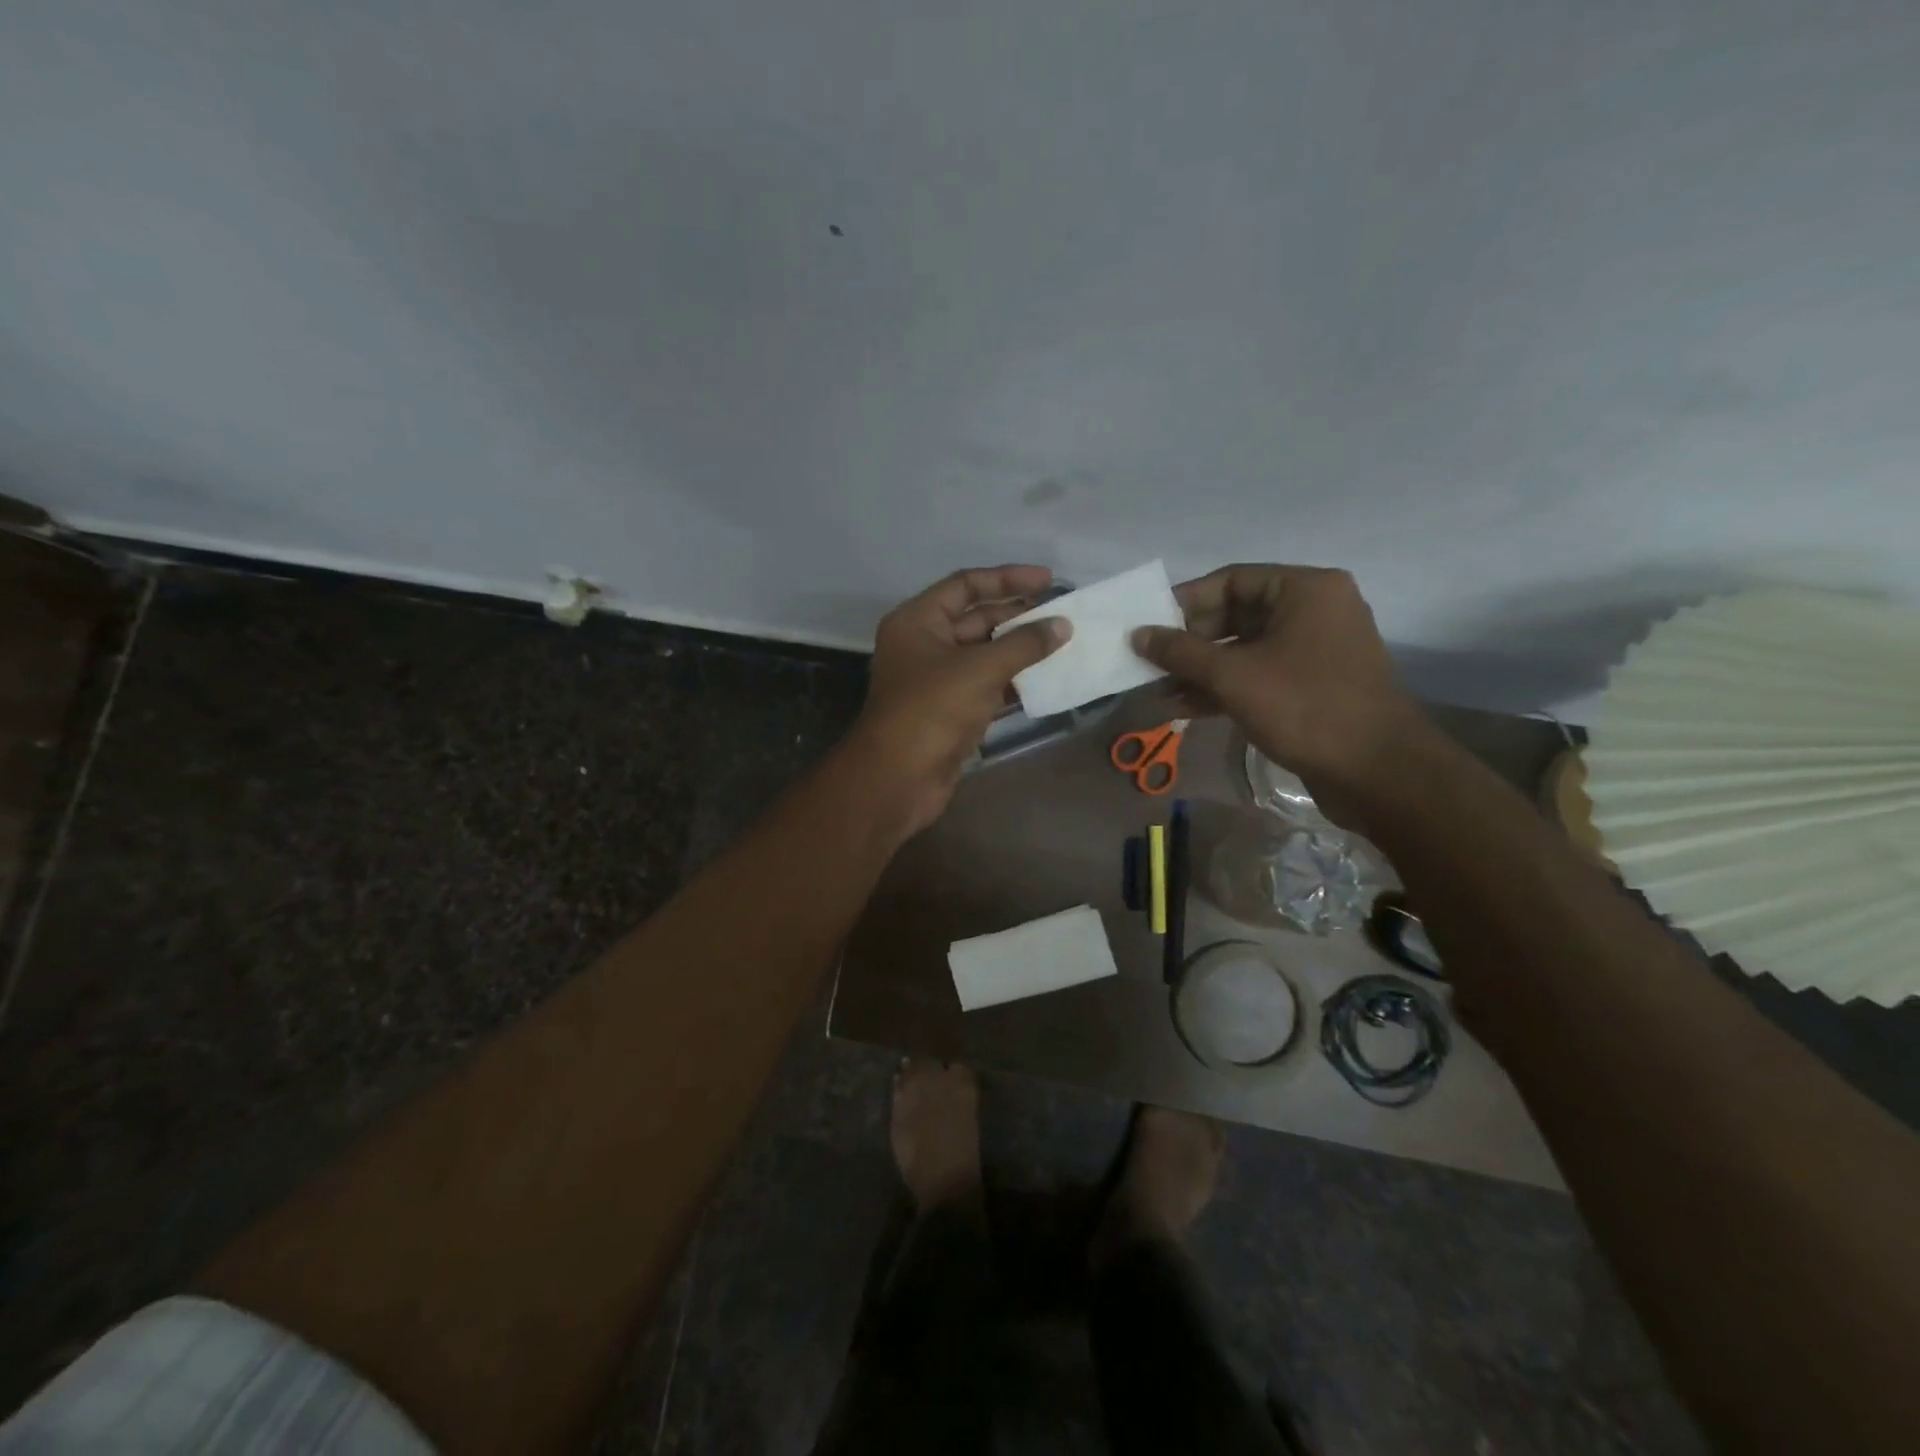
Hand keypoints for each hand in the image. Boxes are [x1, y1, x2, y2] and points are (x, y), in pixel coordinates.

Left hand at [847, 566, 1069, 835]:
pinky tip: (1047, 679)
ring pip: (984, 654)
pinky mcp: (950, 710)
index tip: (1049, 580)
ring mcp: (936, 679)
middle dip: (1019, 616)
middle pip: (976, 619)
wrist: (899, 779)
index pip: (965, 586)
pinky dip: (1014, 681)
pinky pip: (986, 684)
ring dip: (1020, 650)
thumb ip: (1024, 644)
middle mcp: (924, 644)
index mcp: (918, 621)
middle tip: (1064, 615)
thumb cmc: (932, 711)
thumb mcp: (980, 669)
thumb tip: (1062, 626)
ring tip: (1064, 643)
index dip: (1007, 579)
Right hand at [1131, 565, 1424, 826]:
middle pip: (1236, 615)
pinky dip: (1225, 688)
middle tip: (1150, 662)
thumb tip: (1137, 635)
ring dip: (1201, 670)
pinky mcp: (1312, 685)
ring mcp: (1315, 650)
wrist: (1376, 772)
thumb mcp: (1233, 676)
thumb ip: (1180, 652)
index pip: (1231, 580)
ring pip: (1244, 649)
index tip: (1148, 626)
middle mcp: (1314, 611)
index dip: (1185, 602)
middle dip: (1190, 643)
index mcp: (1305, 590)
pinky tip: (1186, 708)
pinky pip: (1259, 674)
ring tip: (1160, 690)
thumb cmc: (1304, 707)